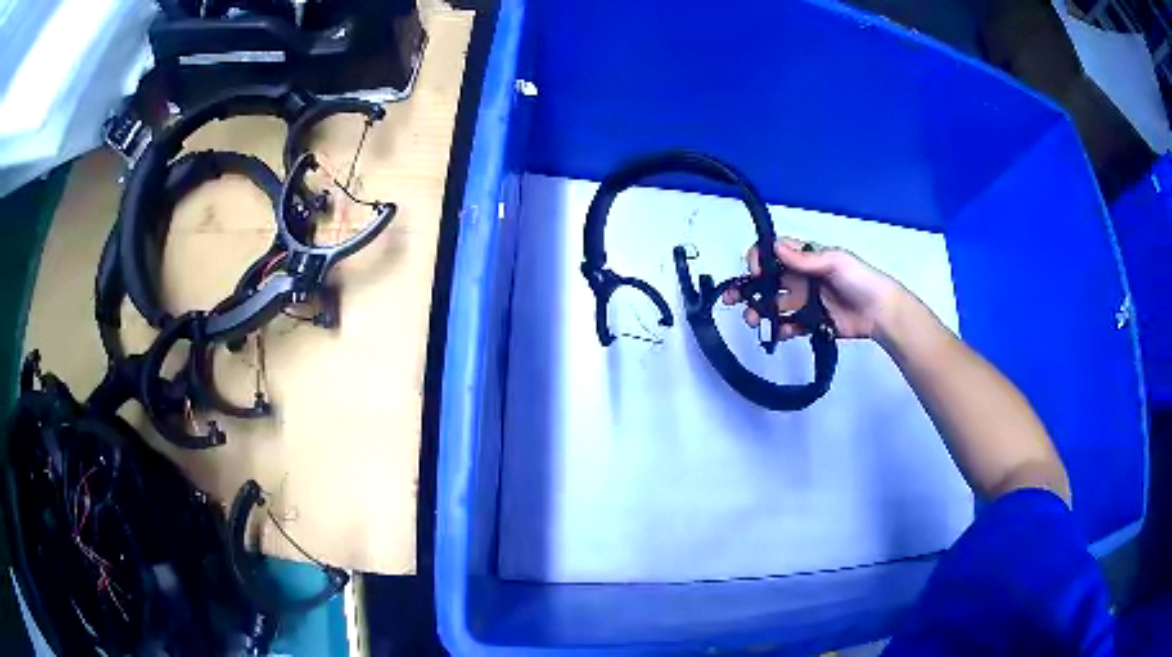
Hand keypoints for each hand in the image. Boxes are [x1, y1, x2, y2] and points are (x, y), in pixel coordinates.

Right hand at [721, 239, 908, 341]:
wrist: (880, 313)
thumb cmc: (859, 280)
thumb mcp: (835, 262)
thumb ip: (804, 258)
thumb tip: (773, 247)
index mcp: (806, 259)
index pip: (774, 255)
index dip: (759, 261)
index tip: (754, 272)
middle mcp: (801, 278)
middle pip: (768, 282)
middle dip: (749, 289)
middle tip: (732, 299)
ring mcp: (805, 302)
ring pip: (774, 305)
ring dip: (760, 311)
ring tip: (752, 320)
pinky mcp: (810, 322)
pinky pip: (789, 325)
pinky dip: (781, 330)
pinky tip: (777, 333)